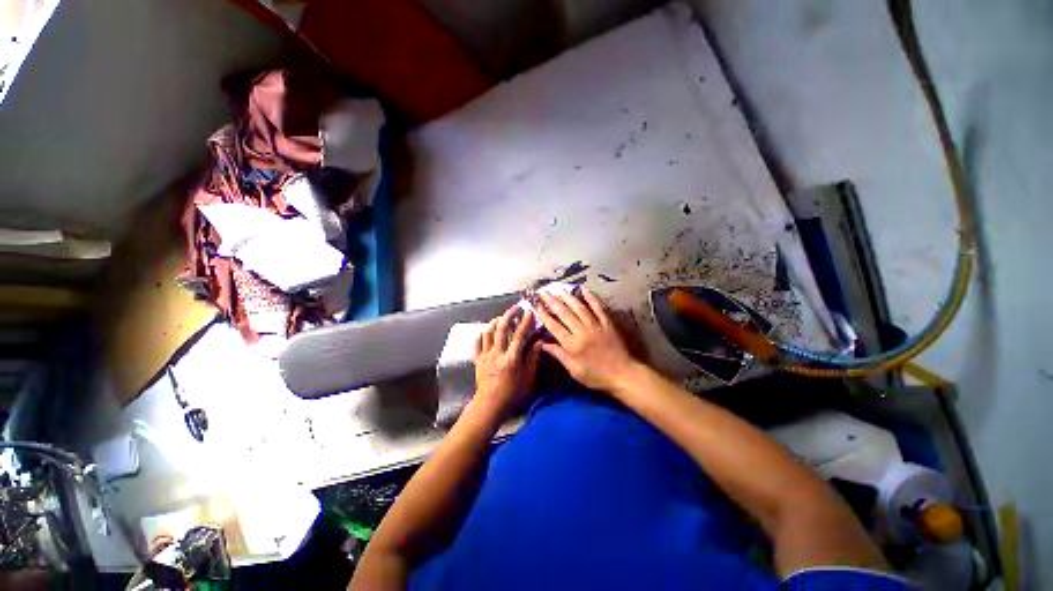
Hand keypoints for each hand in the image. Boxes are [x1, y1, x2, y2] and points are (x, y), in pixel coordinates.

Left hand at [474, 307, 540, 416]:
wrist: (489, 405)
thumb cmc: (512, 394)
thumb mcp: (528, 379)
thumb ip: (533, 359)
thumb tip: (539, 343)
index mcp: (511, 358)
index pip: (519, 335)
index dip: (525, 322)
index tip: (529, 312)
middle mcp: (497, 353)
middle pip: (502, 329)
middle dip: (509, 315)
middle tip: (515, 308)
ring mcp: (486, 355)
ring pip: (488, 333)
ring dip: (495, 322)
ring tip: (501, 317)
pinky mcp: (478, 360)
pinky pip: (478, 343)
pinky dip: (482, 334)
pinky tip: (487, 331)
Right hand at [535, 287, 637, 392]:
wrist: (623, 374)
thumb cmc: (597, 376)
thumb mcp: (575, 371)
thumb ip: (560, 355)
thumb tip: (543, 344)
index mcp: (573, 345)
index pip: (554, 327)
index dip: (545, 316)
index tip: (537, 307)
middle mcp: (582, 332)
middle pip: (565, 314)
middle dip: (553, 302)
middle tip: (544, 293)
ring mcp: (596, 325)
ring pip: (579, 308)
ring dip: (568, 298)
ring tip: (559, 291)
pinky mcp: (607, 323)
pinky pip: (598, 307)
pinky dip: (591, 297)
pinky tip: (584, 289)